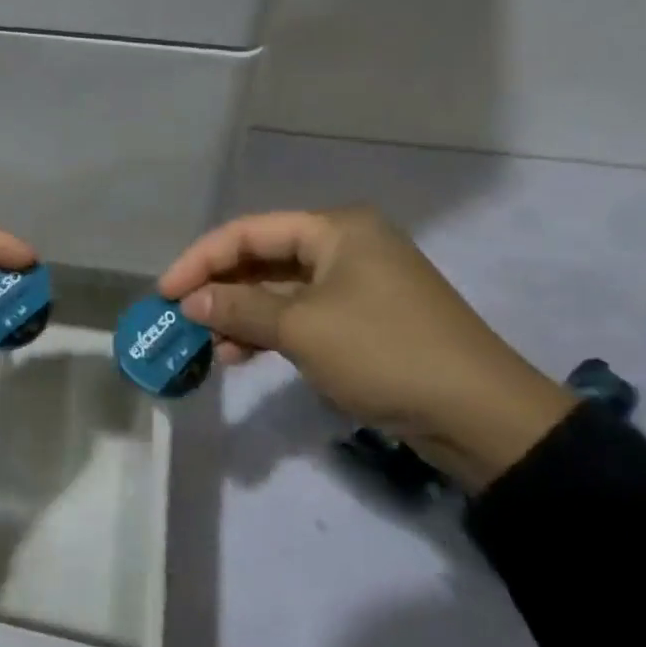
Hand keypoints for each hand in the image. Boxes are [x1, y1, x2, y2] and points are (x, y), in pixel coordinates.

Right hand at [158, 208, 574, 490]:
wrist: (481, 416)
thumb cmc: (384, 352)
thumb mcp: (302, 329)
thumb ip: (239, 309)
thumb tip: (189, 302)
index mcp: (335, 230)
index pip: (248, 232)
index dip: (200, 260)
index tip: (164, 292)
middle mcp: (345, 246)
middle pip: (263, 259)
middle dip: (219, 289)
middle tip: (180, 318)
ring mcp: (356, 285)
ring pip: (280, 291)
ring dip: (241, 315)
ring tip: (206, 346)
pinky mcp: (363, 321)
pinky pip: (301, 316)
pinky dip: (269, 333)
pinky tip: (240, 357)